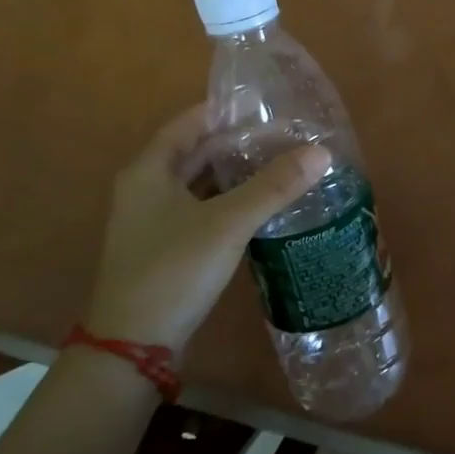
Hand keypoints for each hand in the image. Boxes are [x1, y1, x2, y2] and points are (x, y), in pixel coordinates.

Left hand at [87, 103, 329, 355]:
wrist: (132, 347)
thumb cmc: (173, 270)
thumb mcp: (228, 223)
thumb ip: (274, 186)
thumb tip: (322, 152)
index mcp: (149, 171)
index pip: (190, 123)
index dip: (227, 111)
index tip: (268, 106)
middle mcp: (146, 189)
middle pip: (197, 152)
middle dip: (239, 143)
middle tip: (286, 135)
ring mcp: (154, 221)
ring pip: (201, 183)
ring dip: (236, 173)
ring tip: (282, 163)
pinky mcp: (166, 247)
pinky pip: (203, 209)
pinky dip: (230, 201)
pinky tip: (263, 204)